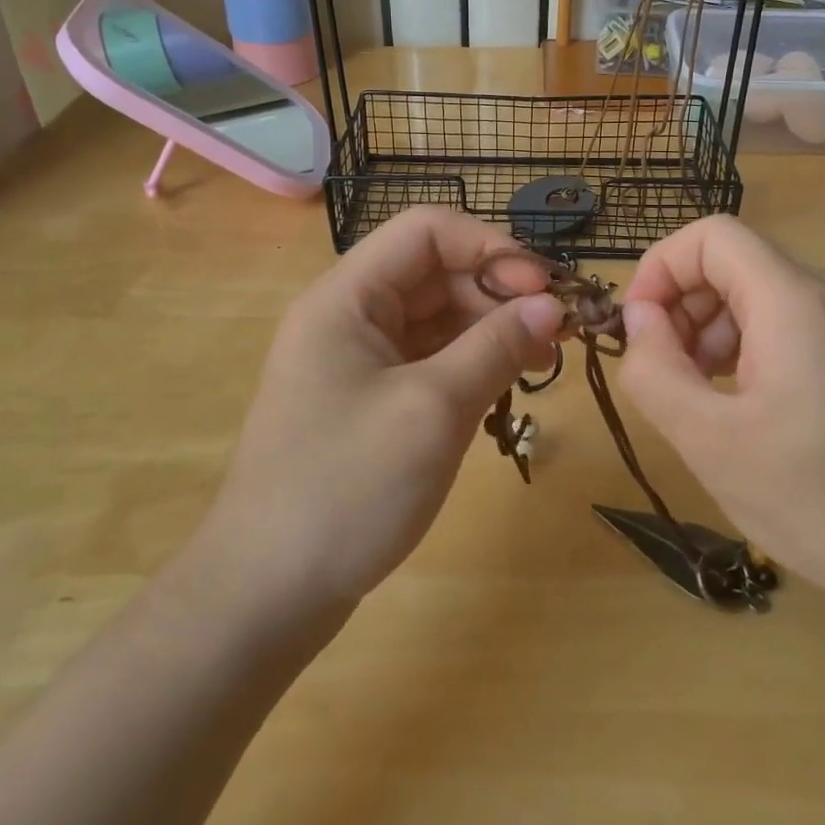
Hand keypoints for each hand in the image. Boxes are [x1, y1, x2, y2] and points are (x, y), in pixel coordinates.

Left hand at [199, 208, 564, 609]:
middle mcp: (351, 316)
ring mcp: (359, 360)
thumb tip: (553, 305)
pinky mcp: (370, 400)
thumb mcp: (433, 409)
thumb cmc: (347, 487)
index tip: (542, 290)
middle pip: (436, 273)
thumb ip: (496, 346)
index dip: (490, 248)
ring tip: (542, 359)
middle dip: (499, 292)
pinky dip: (470, 364)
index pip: (428, 231)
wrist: (267, 593)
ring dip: (491, 329)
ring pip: (438, 318)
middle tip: (557, 332)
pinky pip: (429, 360)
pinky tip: (505, 386)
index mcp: (348, 297)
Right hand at [616, 216, 824, 636]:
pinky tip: (739, 408)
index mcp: (793, 299)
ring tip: (696, 398)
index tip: (635, 329)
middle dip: (681, 306)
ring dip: (709, 332)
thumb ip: (654, 369)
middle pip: (733, 264)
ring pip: (758, 296)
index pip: (710, 236)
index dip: (659, 269)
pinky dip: (745, 350)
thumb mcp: (710, 440)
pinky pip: (786, 327)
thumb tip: (638, 318)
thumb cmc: (820, 500)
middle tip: (662, 373)